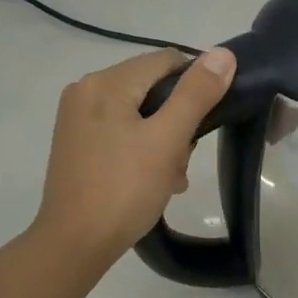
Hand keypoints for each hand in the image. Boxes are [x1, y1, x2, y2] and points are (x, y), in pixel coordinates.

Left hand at [34, 47, 235, 267]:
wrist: (75, 244)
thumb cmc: (124, 189)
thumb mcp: (168, 139)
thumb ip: (196, 94)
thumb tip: (223, 53)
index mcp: (105, 83)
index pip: (167, 61)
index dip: (196, 85)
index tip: (208, 123)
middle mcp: (86, 91)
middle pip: (153, 88)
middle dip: (179, 120)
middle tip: (184, 158)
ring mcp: (79, 119)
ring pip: (141, 113)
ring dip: (165, 139)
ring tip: (171, 175)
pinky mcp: (78, 144)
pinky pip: (123, 132)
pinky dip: (144, 149)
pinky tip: (154, 179)